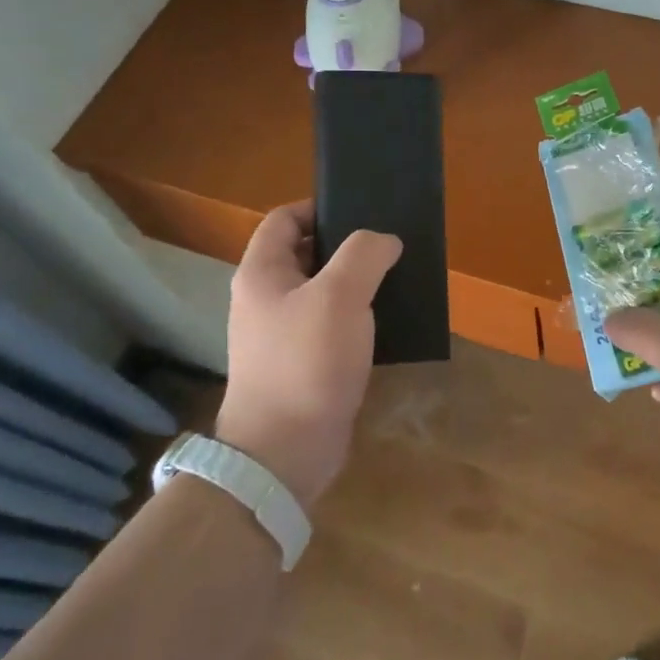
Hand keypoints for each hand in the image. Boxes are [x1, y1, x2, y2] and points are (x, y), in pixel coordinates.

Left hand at [215, 202, 401, 509]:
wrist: (285, 452)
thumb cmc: (306, 362)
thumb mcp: (340, 295)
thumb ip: (364, 254)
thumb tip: (385, 240)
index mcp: (262, 273)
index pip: (284, 219)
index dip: (319, 207)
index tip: (362, 211)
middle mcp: (266, 299)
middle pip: (306, 254)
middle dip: (347, 247)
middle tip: (389, 245)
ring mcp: (282, 335)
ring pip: (323, 293)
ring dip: (357, 284)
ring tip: (397, 279)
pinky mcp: (303, 366)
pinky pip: (332, 328)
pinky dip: (358, 319)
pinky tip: (389, 322)